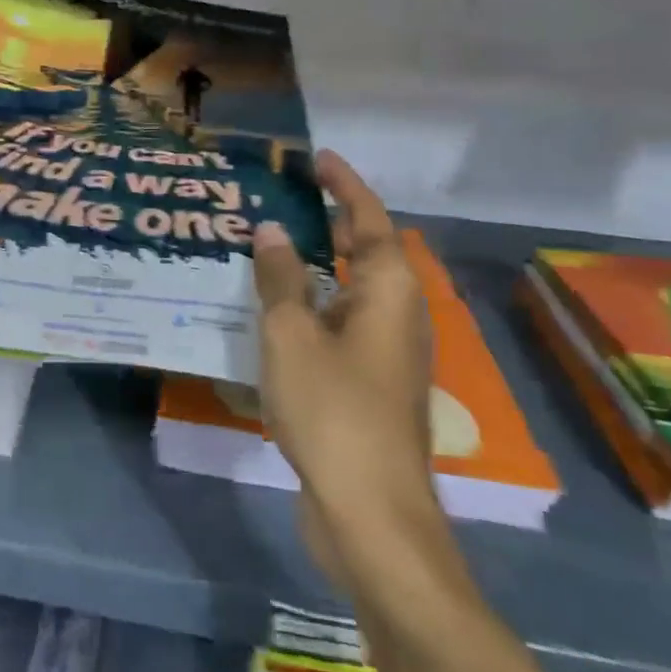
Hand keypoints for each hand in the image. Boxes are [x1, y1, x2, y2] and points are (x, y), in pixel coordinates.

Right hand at [251, 150, 439, 573]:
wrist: (370, 511)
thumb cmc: (333, 410)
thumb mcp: (292, 336)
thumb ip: (281, 279)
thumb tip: (273, 231)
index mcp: (389, 293)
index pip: (370, 220)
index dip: (345, 186)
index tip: (318, 160)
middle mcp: (397, 316)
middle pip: (369, 252)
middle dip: (333, 222)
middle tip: (286, 201)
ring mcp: (387, 353)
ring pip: (353, 291)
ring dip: (320, 265)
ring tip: (272, 249)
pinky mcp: (371, 384)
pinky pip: (342, 323)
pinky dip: (315, 304)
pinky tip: (276, 312)